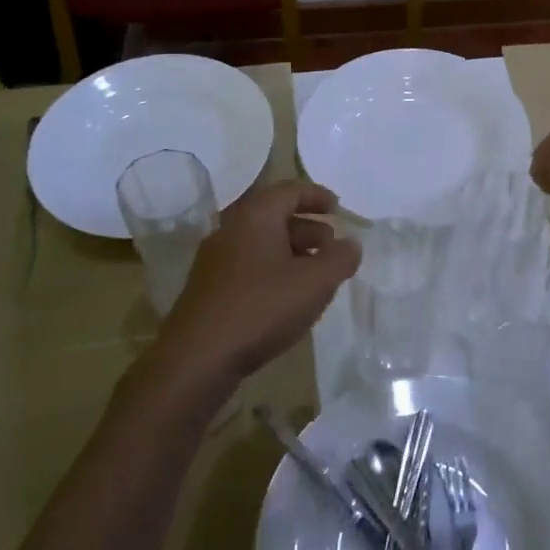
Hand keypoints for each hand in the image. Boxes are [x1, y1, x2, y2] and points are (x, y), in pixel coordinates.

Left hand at [157, 181, 359, 385]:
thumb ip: (340, 258)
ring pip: (261, 243)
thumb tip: (350, 244)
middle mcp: (231, 230)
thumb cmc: (262, 308)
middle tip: (332, 247)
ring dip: (292, 252)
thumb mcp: (315, 282)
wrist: (198, 358)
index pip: (289, 191)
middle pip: (275, 216)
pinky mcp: (209, 288)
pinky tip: (287, 299)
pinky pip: (248, 266)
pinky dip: (273, 271)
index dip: (317, 196)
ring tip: (316, 276)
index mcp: (255, 217)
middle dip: (308, 228)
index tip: (337, 207)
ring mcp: (215, 260)